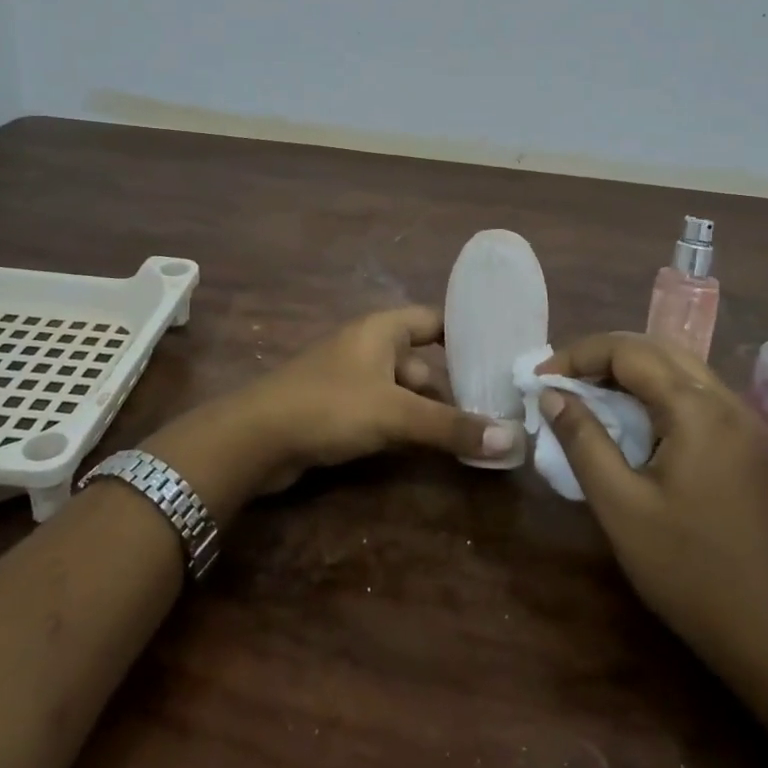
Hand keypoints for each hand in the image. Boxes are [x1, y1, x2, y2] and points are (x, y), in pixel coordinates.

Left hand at [219, 307, 516, 493]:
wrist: (256, 437)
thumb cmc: (330, 406)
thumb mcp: (395, 414)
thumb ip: (450, 426)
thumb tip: (511, 439)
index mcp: (381, 329)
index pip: (433, 320)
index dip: (464, 334)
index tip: (498, 356)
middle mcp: (368, 345)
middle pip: (421, 359)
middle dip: (450, 385)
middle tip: (492, 409)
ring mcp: (351, 377)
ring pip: (402, 389)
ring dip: (426, 410)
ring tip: (466, 434)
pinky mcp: (338, 408)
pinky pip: (382, 409)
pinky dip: (402, 424)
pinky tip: (423, 447)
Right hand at [535, 333, 767, 676]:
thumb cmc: (686, 570)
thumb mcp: (620, 505)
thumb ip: (583, 440)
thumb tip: (551, 394)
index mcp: (698, 411)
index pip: (630, 352)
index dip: (579, 356)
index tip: (541, 378)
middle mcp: (727, 401)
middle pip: (657, 348)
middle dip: (603, 355)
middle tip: (561, 381)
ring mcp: (744, 420)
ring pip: (678, 366)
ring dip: (629, 369)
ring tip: (587, 392)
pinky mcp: (748, 441)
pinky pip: (694, 392)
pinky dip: (655, 390)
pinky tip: (630, 416)